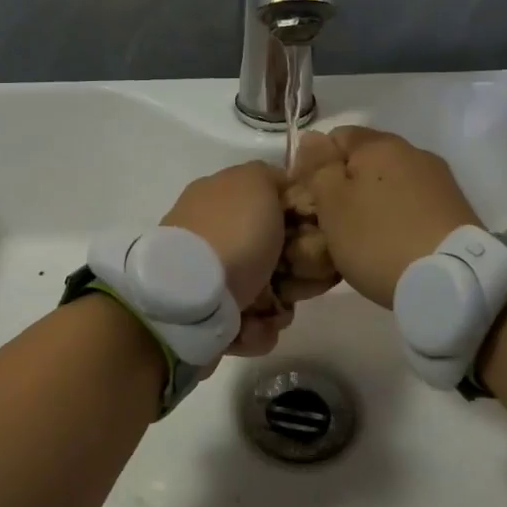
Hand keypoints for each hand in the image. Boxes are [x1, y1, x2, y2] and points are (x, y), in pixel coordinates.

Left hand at [162, 162, 289, 355]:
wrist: (190, 298)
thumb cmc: (231, 234)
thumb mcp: (255, 182)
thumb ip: (271, 176)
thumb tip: (280, 186)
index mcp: (217, 198)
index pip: (269, 204)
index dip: (298, 220)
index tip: (316, 236)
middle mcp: (211, 236)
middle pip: (272, 253)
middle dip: (294, 272)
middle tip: (300, 282)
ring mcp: (207, 279)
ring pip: (266, 292)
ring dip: (277, 306)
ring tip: (272, 311)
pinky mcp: (207, 319)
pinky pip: (249, 324)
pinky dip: (255, 329)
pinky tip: (250, 326)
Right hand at [294, 127, 481, 307]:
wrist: (451, 280)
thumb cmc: (378, 239)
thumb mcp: (332, 204)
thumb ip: (318, 167)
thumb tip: (311, 138)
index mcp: (379, 144)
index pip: (335, 136)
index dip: (316, 164)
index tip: (309, 199)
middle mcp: (413, 152)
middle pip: (366, 160)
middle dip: (346, 186)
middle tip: (332, 224)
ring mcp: (438, 180)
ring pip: (390, 183)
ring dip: (374, 202)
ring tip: (363, 239)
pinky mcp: (455, 208)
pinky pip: (413, 204)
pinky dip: (398, 218)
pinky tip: (393, 245)